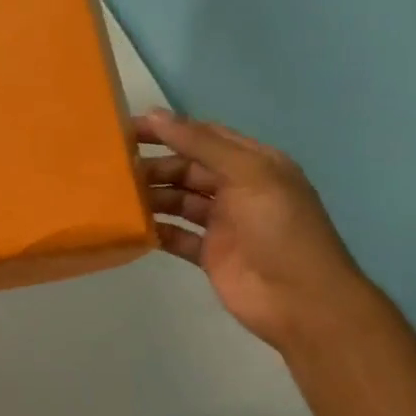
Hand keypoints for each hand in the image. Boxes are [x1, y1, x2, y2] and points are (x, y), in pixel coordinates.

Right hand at [137, 109, 373, 352]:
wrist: (303, 302)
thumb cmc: (280, 229)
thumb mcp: (248, 174)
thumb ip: (201, 144)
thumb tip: (155, 113)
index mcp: (253, 164)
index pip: (204, 136)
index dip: (168, 130)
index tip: (126, 128)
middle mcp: (237, 189)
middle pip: (187, 168)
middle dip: (154, 164)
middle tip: (112, 166)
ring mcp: (223, 224)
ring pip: (178, 200)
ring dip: (151, 195)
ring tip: (115, 194)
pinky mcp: (210, 254)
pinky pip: (176, 235)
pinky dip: (156, 229)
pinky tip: (130, 225)